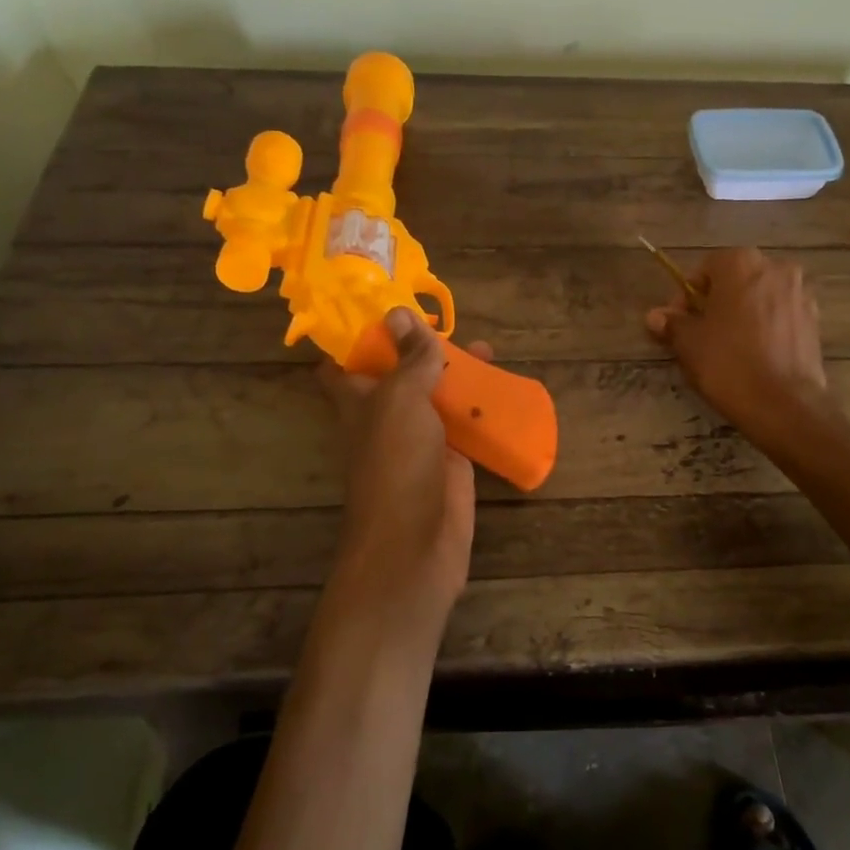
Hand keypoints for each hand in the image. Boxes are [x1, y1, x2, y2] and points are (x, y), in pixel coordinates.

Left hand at [318, 307, 488, 631]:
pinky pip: (465, 427)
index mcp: (359, 400)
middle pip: (401, 374)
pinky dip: (481, 409)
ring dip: (459, 374)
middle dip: (422, 348)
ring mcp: (420, 440)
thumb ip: (408, 359)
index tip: (384, 306)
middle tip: (449, 321)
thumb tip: (399, 312)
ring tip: (488, 348)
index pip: (345, 362)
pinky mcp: (452, 462)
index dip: (358, 335)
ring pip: (437, 398)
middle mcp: (386, 417)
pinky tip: (504, 391)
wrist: (416, 543)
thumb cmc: (396, 463)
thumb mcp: (400, 400)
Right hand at [645, 247, 831, 444]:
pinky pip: (780, 316)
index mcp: (741, 263)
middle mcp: (776, 268)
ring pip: (760, 297)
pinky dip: (765, 327)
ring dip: (742, 313)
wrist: (784, 404)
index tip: (678, 322)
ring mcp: (800, 294)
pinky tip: (754, 355)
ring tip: (728, 346)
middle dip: (716, 302)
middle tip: (700, 334)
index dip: (687, 295)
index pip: (706, 268)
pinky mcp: (814, 321)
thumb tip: (655, 316)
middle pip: (736, 280)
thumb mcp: (689, 343)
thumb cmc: (728, 364)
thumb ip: (673, 323)